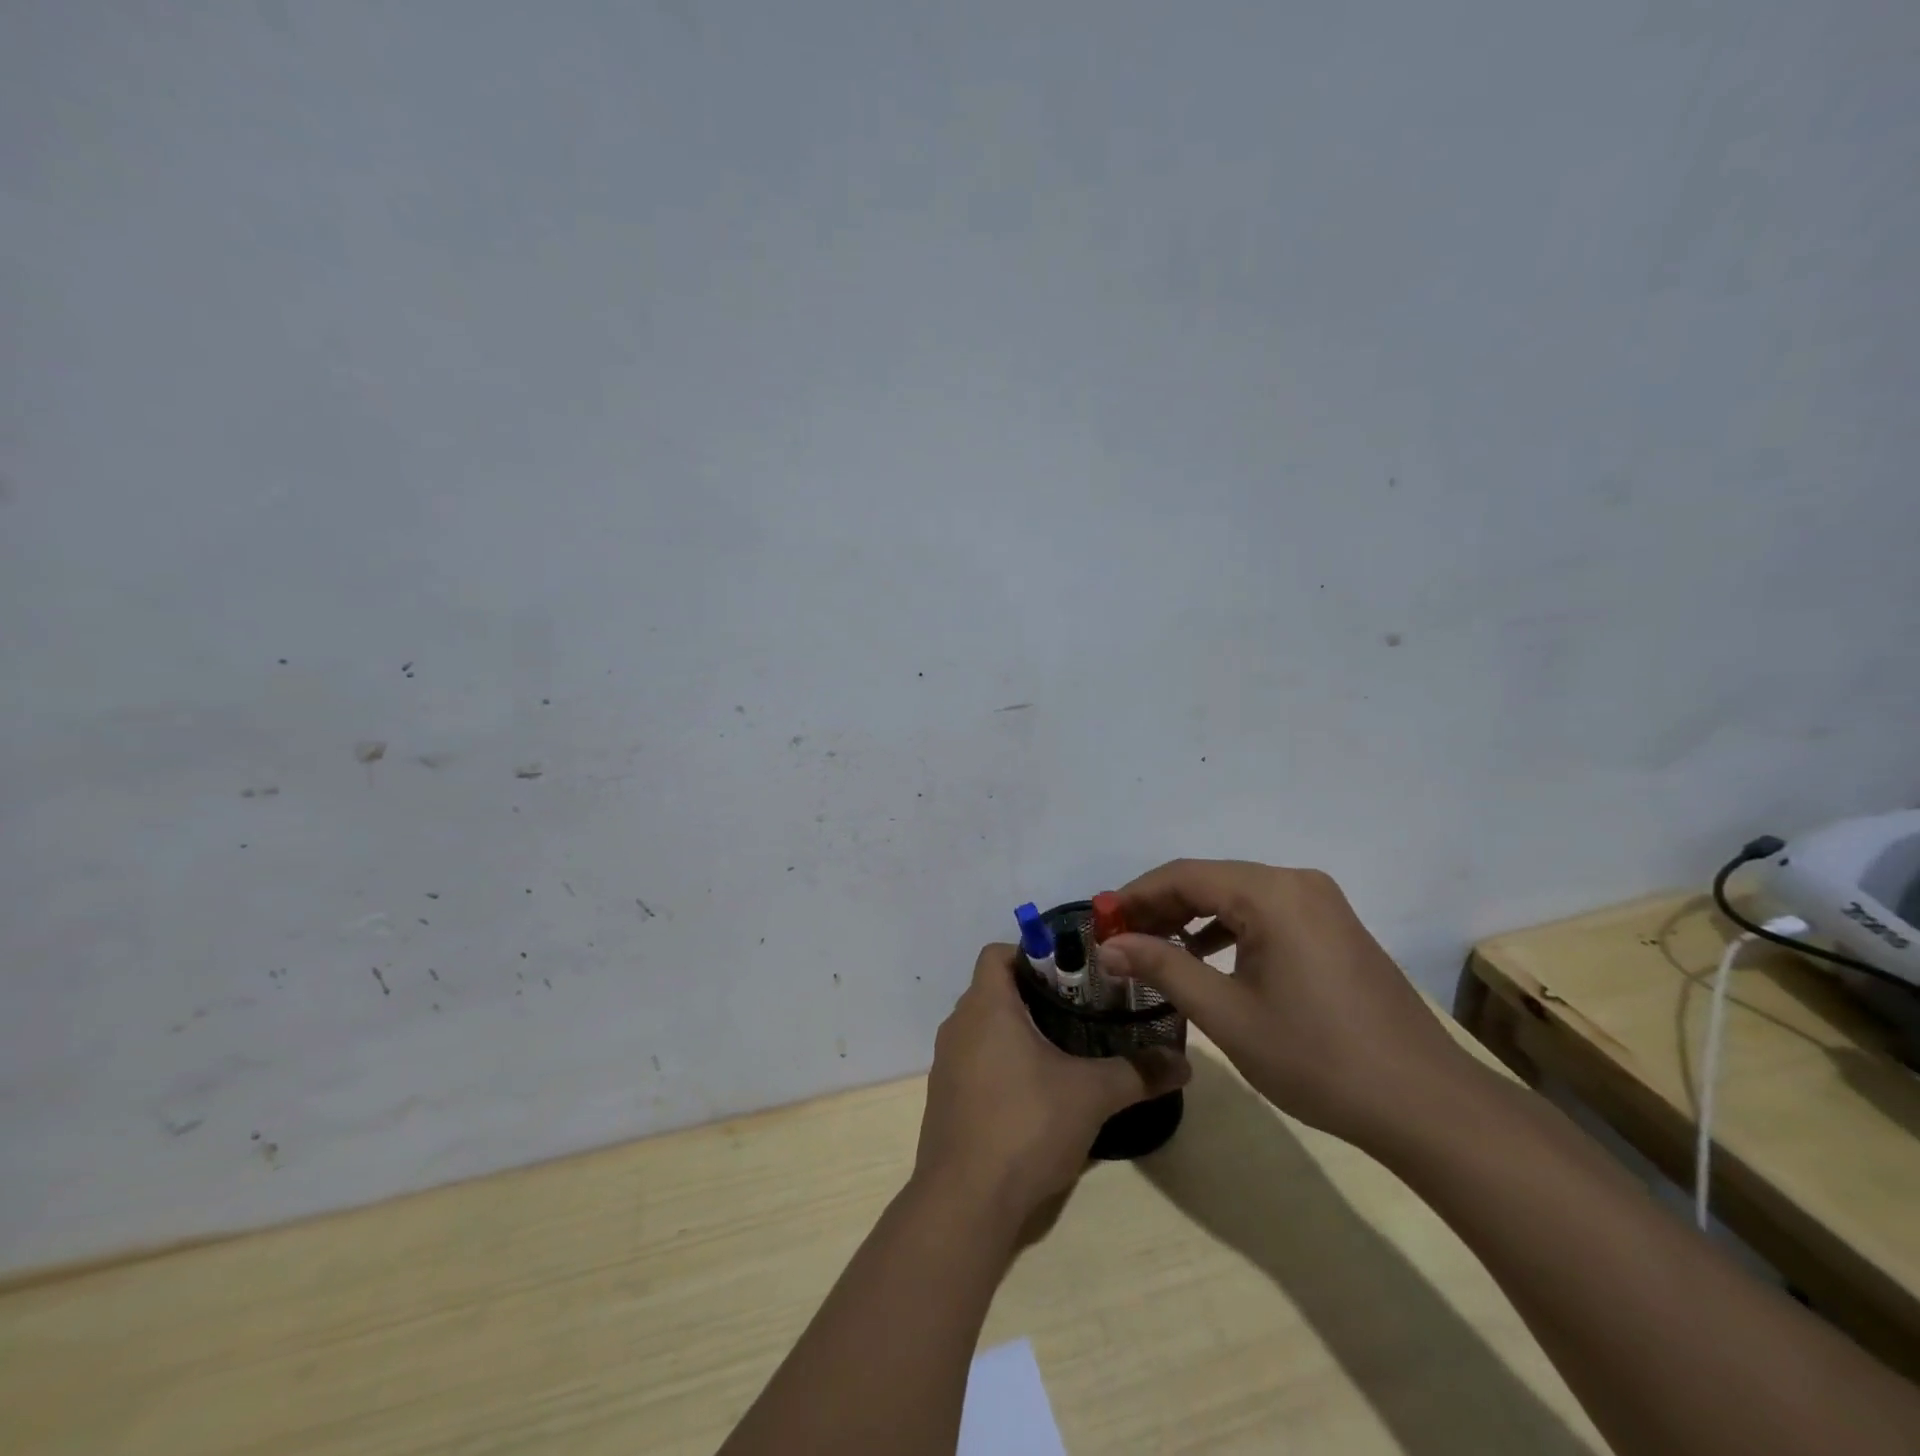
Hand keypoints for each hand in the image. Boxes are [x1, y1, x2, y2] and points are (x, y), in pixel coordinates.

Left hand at [914, 944, 1189, 1226]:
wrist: (964, 1202)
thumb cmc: (1025, 1125)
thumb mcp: (1091, 1095)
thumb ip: (1138, 1073)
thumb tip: (1183, 1062)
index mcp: (986, 1006)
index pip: (998, 953)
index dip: (1032, 953)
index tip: (1071, 973)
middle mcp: (959, 1024)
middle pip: (995, 988)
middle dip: (1036, 995)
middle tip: (1082, 1011)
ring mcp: (947, 1063)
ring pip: (985, 1026)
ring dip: (1019, 1030)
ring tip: (1065, 1050)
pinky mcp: (945, 1097)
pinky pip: (975, 1060)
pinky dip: (1002, 1062)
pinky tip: (1035, 1093)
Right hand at [1095, 860, 1470, 1152]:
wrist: (1425, 1104)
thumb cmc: (1317, 1057)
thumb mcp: (1227, 1015)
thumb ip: (1163, 969)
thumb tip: (1110, 945)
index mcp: (1272, 893)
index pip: (1184, 876)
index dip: (1135, 895)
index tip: (1099, 921)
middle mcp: (1297, 883)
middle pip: (1210, 880)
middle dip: (1160, 906)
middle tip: (1120, 938)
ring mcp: (1321, 904)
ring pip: (1237, 896)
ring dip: (1191, 917)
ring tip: (1154, 949)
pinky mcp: (1333, 927)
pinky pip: (1264, 913)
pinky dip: (1227, 928)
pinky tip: (1206, 957)